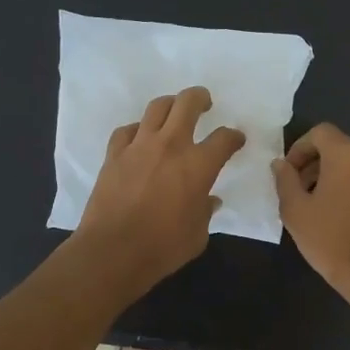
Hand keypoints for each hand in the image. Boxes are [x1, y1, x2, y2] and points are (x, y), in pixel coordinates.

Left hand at [74, 87, 244, 297]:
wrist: (113, 251)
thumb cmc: (163, 247)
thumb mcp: (197, 235)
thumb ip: (205, 212)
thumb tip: (209, 201)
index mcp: (198, 165)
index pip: (224, 138)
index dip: (234, 137)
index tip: (236, 140)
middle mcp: (170, 146)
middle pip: (188, 103)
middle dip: (200, 98)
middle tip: (205, 103)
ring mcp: (139, 146)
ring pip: (157, 107)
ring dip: (170, 104)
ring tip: (174, 111)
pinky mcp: (114, 155)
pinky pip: (128, 130)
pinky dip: (138, 130)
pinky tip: (140, 138)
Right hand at [272, 124, 349, 298]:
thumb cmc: (330, 238)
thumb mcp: (295, 209)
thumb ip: (285, 179)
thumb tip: (281, 164)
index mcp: (348, 153)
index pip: (320, 132)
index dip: (299, 148)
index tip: (288, 173)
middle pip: (338, 145)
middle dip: (314, 162)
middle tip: (298, 189)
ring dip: (332, 173)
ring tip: (316, 202)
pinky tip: (338, 211)